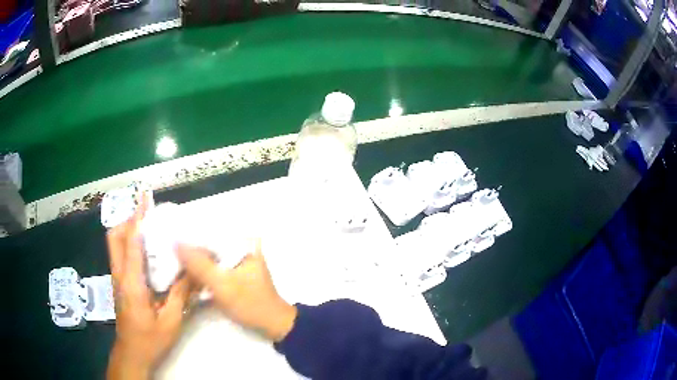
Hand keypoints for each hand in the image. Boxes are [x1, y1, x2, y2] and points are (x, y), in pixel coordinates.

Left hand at [106, 196, 190, 379]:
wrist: (132, 354)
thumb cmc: (150, 339)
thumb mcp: (170, 321)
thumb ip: (180, 294)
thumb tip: (193, 271)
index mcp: (132, 282)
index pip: (131, 242)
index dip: (138, 218)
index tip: (145, 199)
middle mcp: (119, 275)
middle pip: (115, 237)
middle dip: (128, 219)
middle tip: (146, 213)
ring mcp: (116, 279)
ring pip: (115, 245)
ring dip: (127, 230)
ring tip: (146, 227)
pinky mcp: (118, 284)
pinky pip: (120, 256)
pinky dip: (129, 244)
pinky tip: (145, 252)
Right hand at [177, 240, 296, 341]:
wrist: (273, 325)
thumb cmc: (251, 304)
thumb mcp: (222, 284)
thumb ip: (199, 264)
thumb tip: (175, 242)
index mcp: (244, 243)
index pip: (211, 231)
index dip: (191, 233)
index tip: (171, 235)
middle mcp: (242, 247)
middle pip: (210, 243)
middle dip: (191, 247)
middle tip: (169, 248)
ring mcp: (239, 261)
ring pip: (211, 255)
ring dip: (195, 260)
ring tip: (174, 258)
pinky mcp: (235, 273)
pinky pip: (215, 267)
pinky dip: (203, 270)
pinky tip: (188, 271)